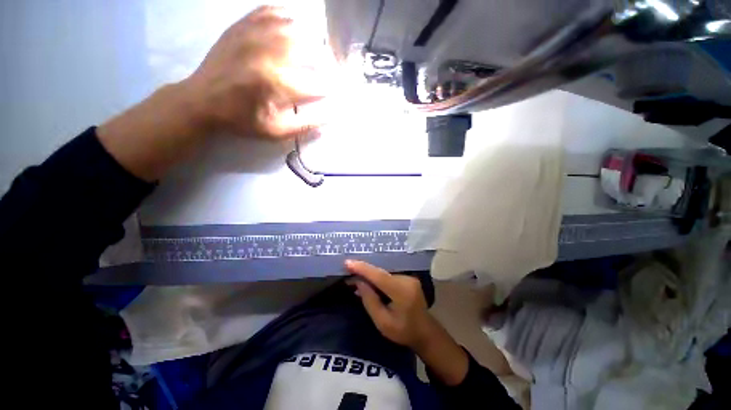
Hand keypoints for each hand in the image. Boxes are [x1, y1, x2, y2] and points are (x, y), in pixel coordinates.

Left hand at [183, 6, 333, 138]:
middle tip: (329, 70)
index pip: (318, 84)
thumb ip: (305, 126)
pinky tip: (294, 28)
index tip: (333, 94)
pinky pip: (271, 11)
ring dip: (311, 39)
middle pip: (311, 49)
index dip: (330, 90)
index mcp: (277, 84)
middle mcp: (268, 54)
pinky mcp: (242, 26)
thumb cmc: (242, 120)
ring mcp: (254, 34)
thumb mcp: (276, 132)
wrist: (202, 101)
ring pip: (295, 26)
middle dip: (326, 62)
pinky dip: (287, 18)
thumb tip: (331, 117)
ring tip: (316, 51)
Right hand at [345, 260, 440, 349]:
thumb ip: (370, 301)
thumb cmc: (403, 332)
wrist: (425, 332)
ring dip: (370, 274)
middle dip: (364, 271)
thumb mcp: (383, 322)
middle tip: (347, 269)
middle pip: (381, 273)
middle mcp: (407, 280)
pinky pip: (389, 275)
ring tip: (355, 275)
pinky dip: (378, 277)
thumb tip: (358, 282)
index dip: (363, 268)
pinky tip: (369, 281)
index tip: (348, 263)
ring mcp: (409, 277)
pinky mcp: (408, 278)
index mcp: (402, 292)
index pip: (379, 276)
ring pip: (384, 273)